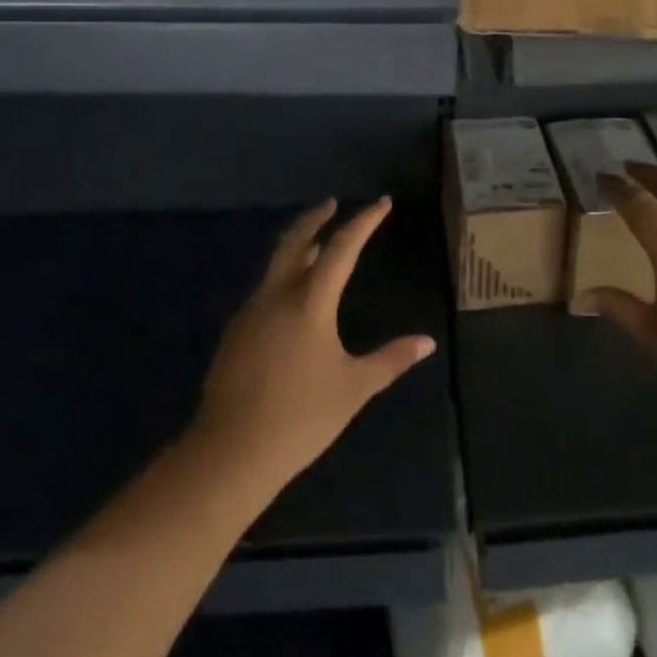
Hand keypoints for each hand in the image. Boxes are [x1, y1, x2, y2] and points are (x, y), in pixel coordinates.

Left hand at [194, 198, 436, 489]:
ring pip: (276, 264)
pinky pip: (265, 290)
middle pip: (296, 241)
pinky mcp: (235, 333)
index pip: (342, 247)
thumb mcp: (354, 388)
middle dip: (315, 218)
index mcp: (310, 301)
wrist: (229, 453)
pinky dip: (284, 276)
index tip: (381, 203)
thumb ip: (391, 360)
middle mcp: (277, 295)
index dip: (364, 221)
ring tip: (317, 248)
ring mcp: (251, 312)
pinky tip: (293, 297)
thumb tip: (427, 342)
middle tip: (332, 204)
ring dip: (298, 247)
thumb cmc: (300, 417)